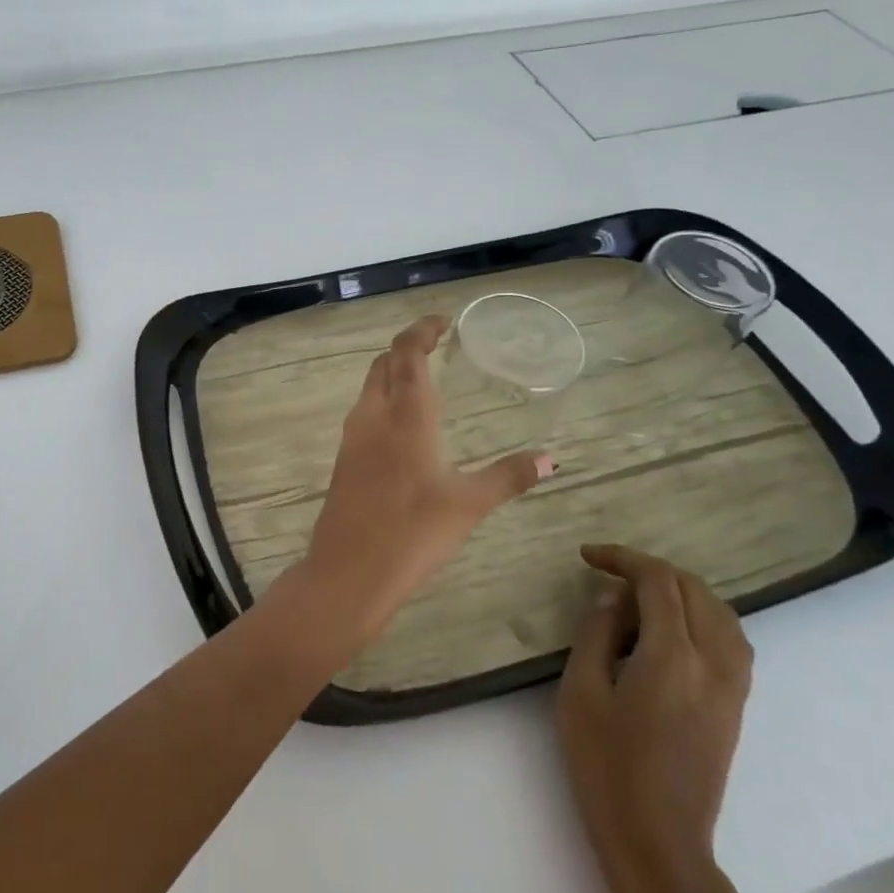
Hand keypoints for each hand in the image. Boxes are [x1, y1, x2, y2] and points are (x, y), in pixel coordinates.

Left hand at [294, 315, 549, 642]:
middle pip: (384, 363)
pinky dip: (382, 399)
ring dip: (392, 372)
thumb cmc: (412, 533)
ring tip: (421, 379)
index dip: (421, 330)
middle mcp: (374, 416)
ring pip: (369, 386)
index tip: (442, 321)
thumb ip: (508, 477)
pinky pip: (363, 411)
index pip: (407, 353)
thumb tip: (550, 458)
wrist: (347, 571)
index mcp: (406, 416)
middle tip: (436, 346)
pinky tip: (400, 424)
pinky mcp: (343, 459)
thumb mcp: (469, 505)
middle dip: (407, 347)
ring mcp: (353, 437)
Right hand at [555, 544, 753, 892]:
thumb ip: (596, 633)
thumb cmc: (606, 765)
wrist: (657, 840)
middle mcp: (713, 663)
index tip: (588, 556)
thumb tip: (612, 596)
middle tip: (608, 575)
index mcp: (672, 657)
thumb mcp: (581, 691)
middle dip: (650, 570)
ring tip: (639, 597)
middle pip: (694, 589)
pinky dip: (704, 616)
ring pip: (720, 612)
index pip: (657, 581)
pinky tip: (674, 629)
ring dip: (680, 591)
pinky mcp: (736, 706)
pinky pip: (732, 640)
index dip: (622, 558)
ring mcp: (732, 687)